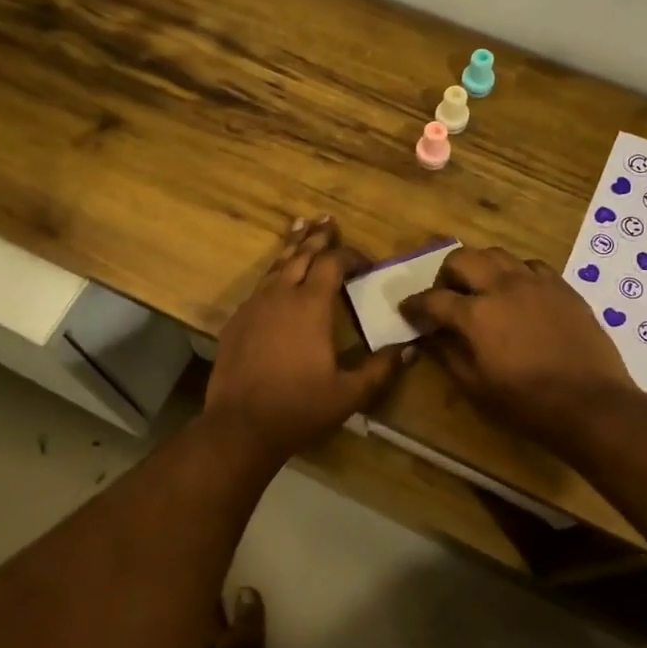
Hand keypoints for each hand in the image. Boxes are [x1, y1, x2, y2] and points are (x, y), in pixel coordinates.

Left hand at [205, 217, 408, 463]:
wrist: (240, 426)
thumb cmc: (299, 408)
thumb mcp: (348, 393)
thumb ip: (380, 369)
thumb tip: (410, 350)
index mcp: (310, 306)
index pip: (332, 263)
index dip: (350, 256)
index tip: (366, 262)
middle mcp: (280, 296)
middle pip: (301, 255)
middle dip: (318, 237)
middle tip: (328, 221)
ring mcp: (253, 306)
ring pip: (275, 267)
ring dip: (292, 248)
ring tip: (300, 227)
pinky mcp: (236, 322)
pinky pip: (258, 287)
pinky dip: (272, 274)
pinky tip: (274, 279)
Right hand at [399, 245, 634, 449]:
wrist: (591, 403)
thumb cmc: (526, 403)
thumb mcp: (475, 387)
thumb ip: (448, 354)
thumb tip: (430, 336)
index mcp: (476, 314)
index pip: (433, 299)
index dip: (414, 304)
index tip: (407, 310)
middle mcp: (503, 287)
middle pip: (463, 258)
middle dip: (446, 274)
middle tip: (447, 296)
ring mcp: (536, 282)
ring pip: (497, 254)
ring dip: (481, 267)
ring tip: (482, 289)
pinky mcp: (562, 287)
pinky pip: (531, 265)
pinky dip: (516, 273)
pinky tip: (518, 294)